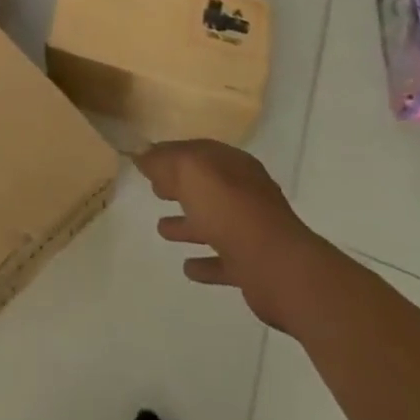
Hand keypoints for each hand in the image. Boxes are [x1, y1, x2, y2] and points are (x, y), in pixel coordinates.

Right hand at [136, 140, 333, 331]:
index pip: (196, 152)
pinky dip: (205, 263)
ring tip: (161, 230)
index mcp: (232, 165)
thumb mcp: (189, 171)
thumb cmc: (230, 210)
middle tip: (154, 191)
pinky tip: (188, 268)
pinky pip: (222, 261)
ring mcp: (251, 230)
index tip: (146, 162)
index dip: (171, 155)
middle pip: (206, 187)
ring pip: (212, 223)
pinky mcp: (253, 266)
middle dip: (180, 188)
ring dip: (188, 225)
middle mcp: (244, 193)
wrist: (278, 267)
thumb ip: (163, 161)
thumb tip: (142, 155)